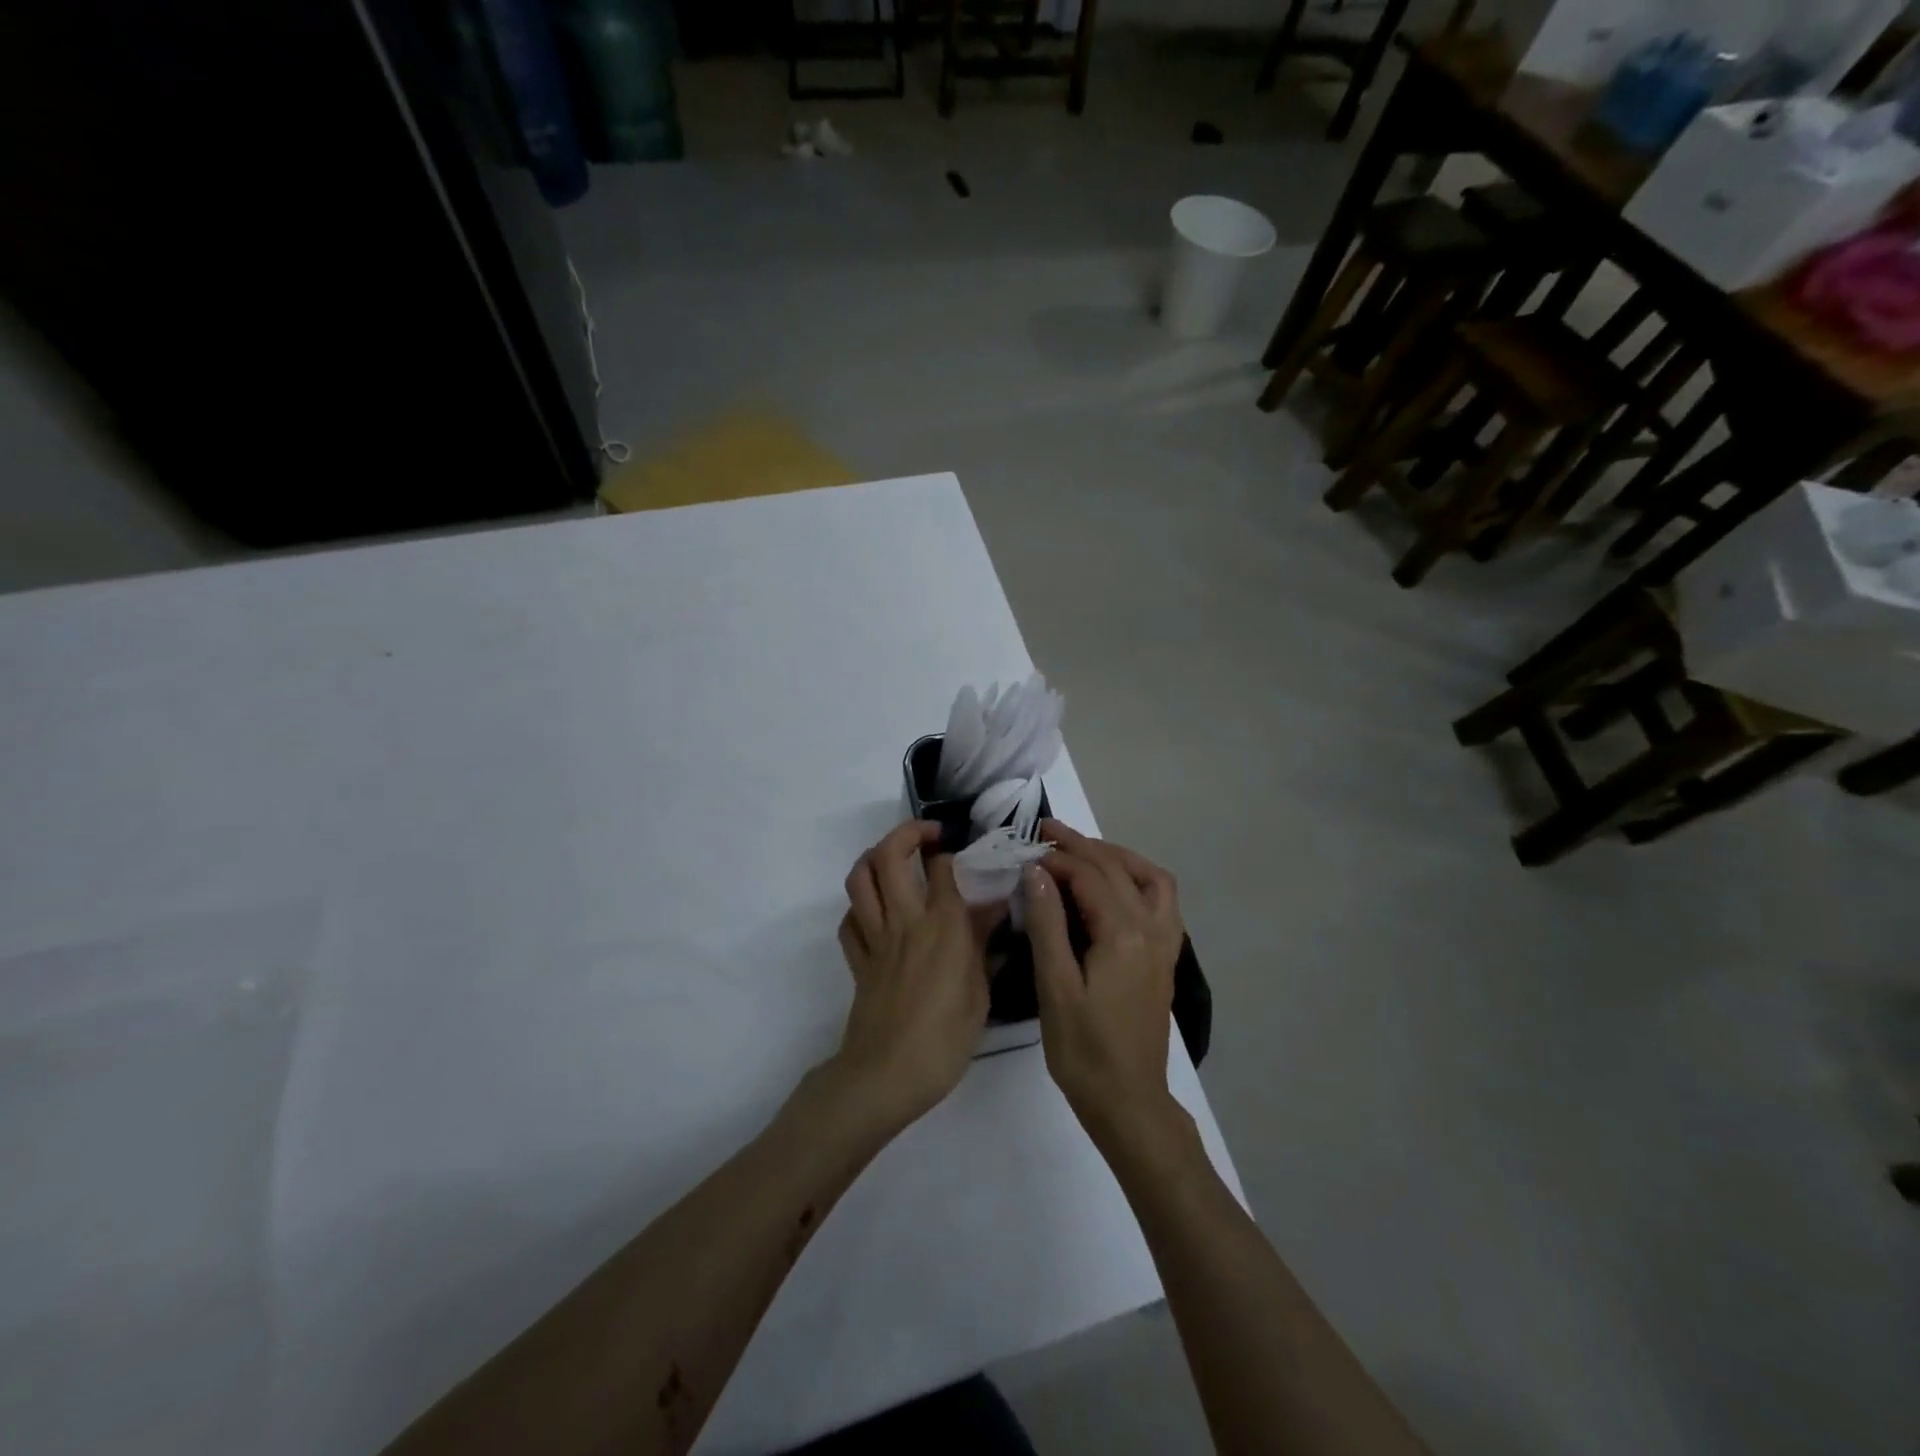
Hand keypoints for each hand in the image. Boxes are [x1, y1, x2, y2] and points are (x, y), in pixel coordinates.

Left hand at [831, 820, 992, 1132]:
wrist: (887, 1076)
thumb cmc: (945, 1039)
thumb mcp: (980, 992)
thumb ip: (983, 944)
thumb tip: (993, 908)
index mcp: (942, 927)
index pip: (941, 867)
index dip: (951, 852)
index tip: (964, 854)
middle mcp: (905, 921)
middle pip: (889, 857)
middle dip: (906, 833)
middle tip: (927, 836)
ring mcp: (875, 939)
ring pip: (860, 880)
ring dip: (874, 858)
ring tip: (895, 859)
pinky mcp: (857, 961)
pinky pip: (849, 921)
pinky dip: (860, 907)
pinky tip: (877, 911)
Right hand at [1025, 821, 1185, 1150]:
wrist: (1129, 1101)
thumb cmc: (1083, 1050)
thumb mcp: (1055, 987)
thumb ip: (1048, 924)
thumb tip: (1036, 873)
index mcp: (1123, 935)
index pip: (1089, 876)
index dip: (1055, 859)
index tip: (1025, 852)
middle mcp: (1152, 929)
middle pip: (1117, 869)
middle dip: (1081, 845)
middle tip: (1046, 831)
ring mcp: (1166, 943)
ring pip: (1150, 878)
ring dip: (1117, 856)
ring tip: (1083, 850)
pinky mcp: (1166, 958)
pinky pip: (1162, 900)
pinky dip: (1140, 879)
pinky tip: (1116, 885)